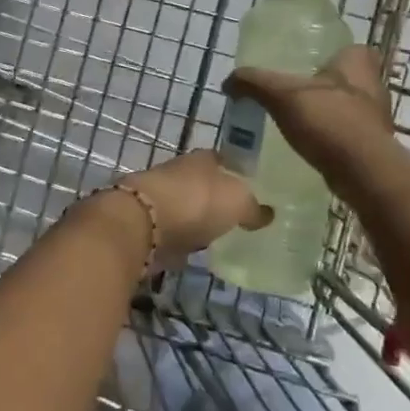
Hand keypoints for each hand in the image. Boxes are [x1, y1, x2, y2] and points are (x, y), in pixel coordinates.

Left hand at [129, 150, 271, 266]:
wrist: (142, 222)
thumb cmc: (196, 202)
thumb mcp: (237, 202)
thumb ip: (253, 208)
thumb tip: (267, 214)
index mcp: (203, 159)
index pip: (224, 160)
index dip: (237, 173)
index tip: (251, 188)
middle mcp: (180, 172)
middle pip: (203, 183)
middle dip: (216, 197)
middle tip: (237, 216)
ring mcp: (161, 197)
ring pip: (186, 206)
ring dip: (197, 219)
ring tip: (218, 236)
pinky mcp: (147, 224)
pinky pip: (173, 231)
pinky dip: (181, 239)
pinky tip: (193, 251)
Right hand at [224, 45, 396, 184]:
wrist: (364, 173)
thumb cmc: (329, 121)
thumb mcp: (282, 95)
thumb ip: (254, 83)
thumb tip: (228, 81)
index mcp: (358, 62)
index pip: (347, 47)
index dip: (329, 54)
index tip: (306, 64)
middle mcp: (373, 85)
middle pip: (345, 78)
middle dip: (324, 85)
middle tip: (294, 92)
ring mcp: (376, 117)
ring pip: (347, 106)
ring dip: (327, 112)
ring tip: (296, 120)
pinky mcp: (373, 145)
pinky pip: (347, 133)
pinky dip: (330, 136)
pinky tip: (309, 144)